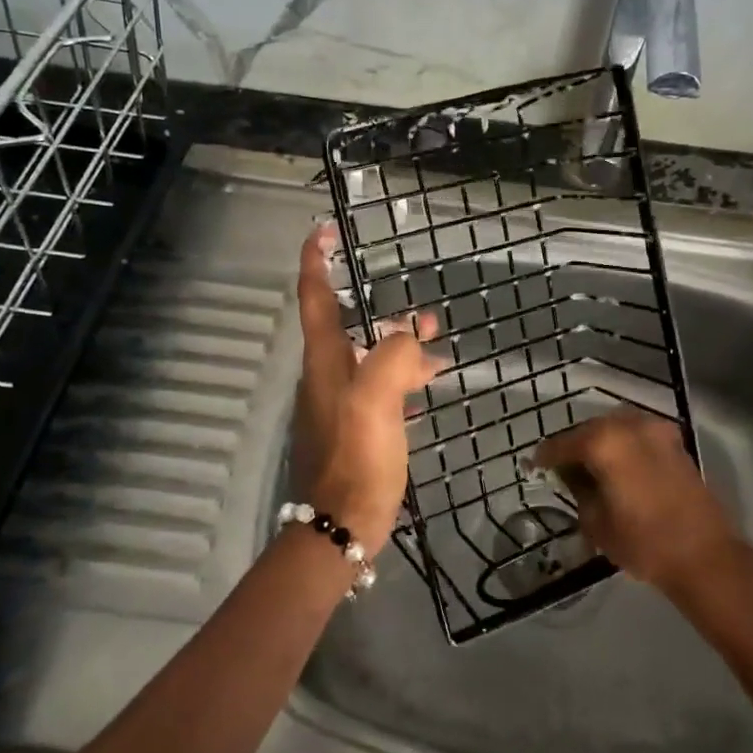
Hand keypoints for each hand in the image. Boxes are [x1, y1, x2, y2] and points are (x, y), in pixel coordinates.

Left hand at [290, 224, 442, 554]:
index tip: (323, 231)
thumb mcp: (377, 399)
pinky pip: (380, 389)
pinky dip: (403, 380)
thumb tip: (407, 338)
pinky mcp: (355, 427)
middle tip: (426, 316)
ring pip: (371, 359)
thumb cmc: (358, 457)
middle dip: (385, 314)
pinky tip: (426, 388)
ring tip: (439, 349)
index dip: (315, 260)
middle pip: (351, 327)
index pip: (314, 296)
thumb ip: (393, 355)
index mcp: (326, 360)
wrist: (343, 521)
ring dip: (401, 349)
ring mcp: (340, 402)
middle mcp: (327, 374)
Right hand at [533, 408, 738, 593]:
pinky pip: (637, 436)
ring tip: (591, 469)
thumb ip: (578, 489)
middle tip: (562, 469)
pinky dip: (624, 447)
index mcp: (604, 442)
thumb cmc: (643, 542)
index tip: (534, 466)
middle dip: (574, 446)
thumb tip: (572, 475)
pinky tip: (618, 468)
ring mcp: (656, 431)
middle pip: (590, 430)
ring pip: (616, 429)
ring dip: (600, 444)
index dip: (545, 457)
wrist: (705, 557)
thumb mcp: (595, 521)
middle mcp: (629, 425)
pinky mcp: (675, 443)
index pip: (562, 443)